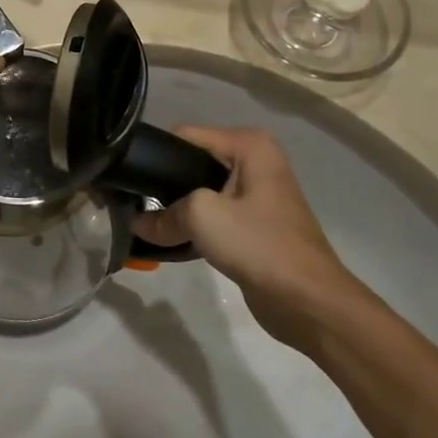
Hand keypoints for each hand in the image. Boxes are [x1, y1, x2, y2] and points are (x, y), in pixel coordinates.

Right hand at [134, 126, 370, 349]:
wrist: (309, 301)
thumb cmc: (259, 244)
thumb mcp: (202, 216)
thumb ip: (163, 214)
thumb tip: (137, 223)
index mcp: (249, 146)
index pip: (185, 135)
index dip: (156, 154)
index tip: (128, 176)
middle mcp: (255, 161)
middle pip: (192, 162)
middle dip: (165, 183)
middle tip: (133, 202)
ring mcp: (256, 194)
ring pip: (201, 191)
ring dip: (178, 208)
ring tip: (147, 222)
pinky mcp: (254, 224)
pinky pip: (213, 215)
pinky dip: (194, 226)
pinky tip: (170, 240)